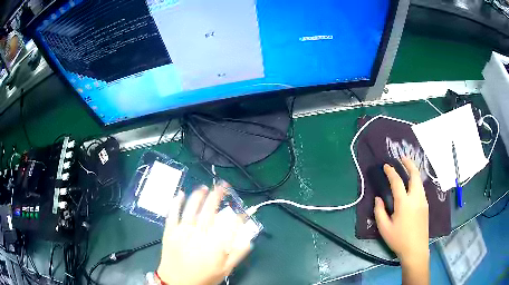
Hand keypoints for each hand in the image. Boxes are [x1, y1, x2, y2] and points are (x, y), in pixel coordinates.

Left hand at [157, 182, 251, 284]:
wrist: (176, 282)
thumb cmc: (202, 277)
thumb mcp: (224, 270)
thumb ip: (237, 254)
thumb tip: (249, 240)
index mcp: (214, 245)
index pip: (229, 224)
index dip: (238, 215)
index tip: (243, 210)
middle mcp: (198, 234)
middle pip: (210, 211)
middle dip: (218, 196)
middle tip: (223, 186)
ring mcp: (182, 231)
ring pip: (191, 209)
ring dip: (198, 196)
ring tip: (205, 188)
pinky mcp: (169, 231)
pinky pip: (172, 214)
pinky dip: (176, 202)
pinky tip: (180, 194)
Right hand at [374, 157, 428, 264]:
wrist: (416, 249)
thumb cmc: (399, 239)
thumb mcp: (384, 228)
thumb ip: (379, 212)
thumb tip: (378, 198)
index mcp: (404, 203)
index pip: (397, 182)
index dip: (391, 172)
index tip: (386, 166)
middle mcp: (416, 198)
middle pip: (415, 175)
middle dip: (409, 164)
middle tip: (402, 158)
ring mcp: (423, 201)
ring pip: (420, 181)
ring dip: (414, 172)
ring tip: (407, 168)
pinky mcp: (426, 206)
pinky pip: (421, 189)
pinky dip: (416, 181)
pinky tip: (411, 186)